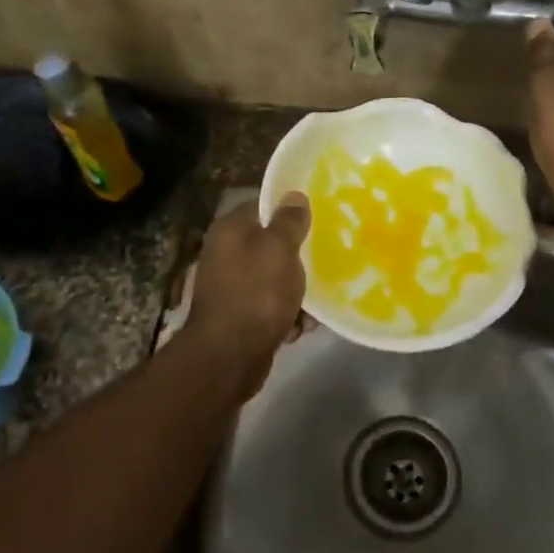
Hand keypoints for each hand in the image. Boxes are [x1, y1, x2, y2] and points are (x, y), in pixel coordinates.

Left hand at [182, 194, 310, 377]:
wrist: (229, 357)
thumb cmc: (256, 294)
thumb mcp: (279, 250)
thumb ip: (289, 221)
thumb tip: (294, 195)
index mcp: (230, 230)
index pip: (262, 206)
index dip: (290, 208)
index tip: (320, 214)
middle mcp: (226, 254)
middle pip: (270, 243)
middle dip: (299, 254)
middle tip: (327, 255)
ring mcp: (231, 287)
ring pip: (274, 277)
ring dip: (297, 289)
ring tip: (321, 297)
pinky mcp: (240, 316)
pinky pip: (271, 307)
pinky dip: (287, 314)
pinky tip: (303, 325)